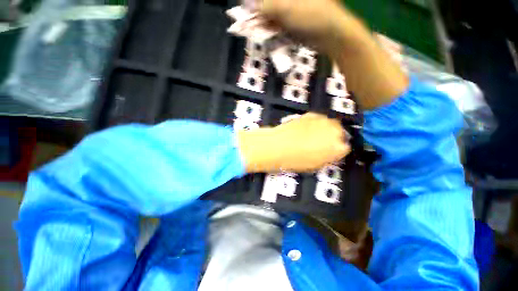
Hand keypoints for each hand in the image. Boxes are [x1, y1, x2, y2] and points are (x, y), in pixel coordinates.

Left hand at [237, 113, 349, 172]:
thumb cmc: (295, 160)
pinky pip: (319, 119)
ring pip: (331, 123)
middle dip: (334, 137)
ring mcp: (322, 121)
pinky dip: (317, 123)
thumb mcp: (315, 165)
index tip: (332, 152)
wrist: (278, 146)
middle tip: (324, 142)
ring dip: (326, 129)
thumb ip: (328, 158)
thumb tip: (331, 153)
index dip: (338, 150)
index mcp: (336, 148)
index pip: (345, 148)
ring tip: (315, 135)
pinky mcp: (311, 114)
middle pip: (340, 132)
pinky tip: (308, 128)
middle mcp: (333, 132)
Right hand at [261, 0, 408, 109]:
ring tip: (258, 34)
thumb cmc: (312, 15)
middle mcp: (292, 2)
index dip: (256, 4)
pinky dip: (274, 35)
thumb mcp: (286, 8)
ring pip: (274, 20)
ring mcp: (294, 14)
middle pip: (270, 7)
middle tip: (250, 27)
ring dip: (266, 28)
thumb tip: (251, 7)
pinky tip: (269, 40)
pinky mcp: (297, 28)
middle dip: (259, 17)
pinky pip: (281, 30)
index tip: (246, 14)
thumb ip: (267, 6)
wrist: (333, 35)